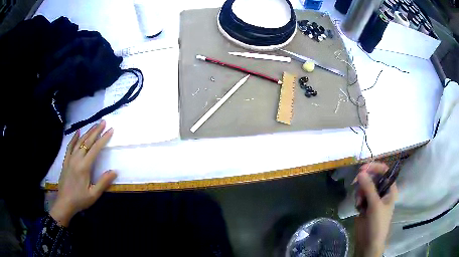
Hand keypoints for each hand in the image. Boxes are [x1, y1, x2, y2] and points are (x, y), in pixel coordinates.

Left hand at [50, 120, 116, 226]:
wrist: (64, 202)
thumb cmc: (80, 200)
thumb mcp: (94, 194)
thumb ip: (103, 182)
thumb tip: (114, 171)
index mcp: (84, 166)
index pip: (95, 149)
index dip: (103, 139)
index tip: (110, 130)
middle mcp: (77, 159)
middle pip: (87, 141)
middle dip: (96, 131)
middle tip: (103, 122)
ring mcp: (70, 159)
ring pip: (79, 142)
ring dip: (87, 132)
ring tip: (94, 125)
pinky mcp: (66, 161)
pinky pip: (70, 146)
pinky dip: (74, 138)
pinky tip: (77, 132)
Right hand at [355, 162, 397, 256]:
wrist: (368, 243)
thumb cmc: (377, 223)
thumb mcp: (375, 205)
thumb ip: (368, 188)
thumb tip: (360, 172)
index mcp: (390, 189)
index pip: (384, 171)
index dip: (375, 167)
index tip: (363, 169)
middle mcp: (382, 191)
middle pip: (373, 177)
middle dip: (365, 180)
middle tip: (355, 182)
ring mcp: (373, 198)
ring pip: (365, 186)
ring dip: (360, 191)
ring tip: (359, 202)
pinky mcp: (365, 205)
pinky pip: (360, 195)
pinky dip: (358, 198)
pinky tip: (358, 206)